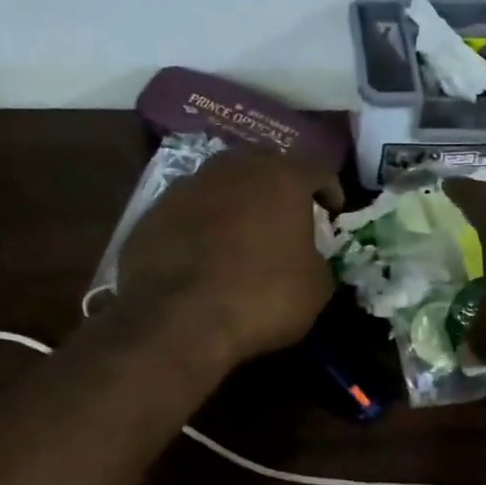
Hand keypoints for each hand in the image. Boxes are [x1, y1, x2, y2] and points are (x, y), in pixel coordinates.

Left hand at [118, 149, 344, 369]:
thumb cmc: (261, 298)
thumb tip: (308, 258)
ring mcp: (187, 187)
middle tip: (287, 212)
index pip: (316, 168)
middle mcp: (233, 169)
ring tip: (243, 229)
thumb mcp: (315, 288)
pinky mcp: (152, 213)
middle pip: (264, 164)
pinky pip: (189, 211)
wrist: (176, 321)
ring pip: (222, 182)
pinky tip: (205, 252)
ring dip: (237, 200)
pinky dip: (203, 224)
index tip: (333, 209)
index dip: (329, 188)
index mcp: (281, 178)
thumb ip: (317, 260)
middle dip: (279, 184)